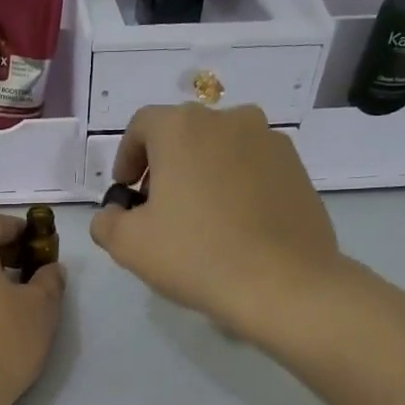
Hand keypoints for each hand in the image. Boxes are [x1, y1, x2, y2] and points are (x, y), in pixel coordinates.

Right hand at [89, 104, 344, 333]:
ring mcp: (270, 141)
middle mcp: (228, 119)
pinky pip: (253, 168)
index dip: (127, 157)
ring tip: (199, 218)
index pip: (142, 126)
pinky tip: (234, 226)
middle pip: (183, 134)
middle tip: (157, 207)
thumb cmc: (196, 255)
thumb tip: (115, 213)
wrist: (283, 284)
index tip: (125, 191)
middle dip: (164, 165)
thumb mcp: (128, 244)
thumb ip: (107, 221)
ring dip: (202, 173)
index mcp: (182, 127)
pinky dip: (236, 186)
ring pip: (221, 149)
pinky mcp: (297, 168)